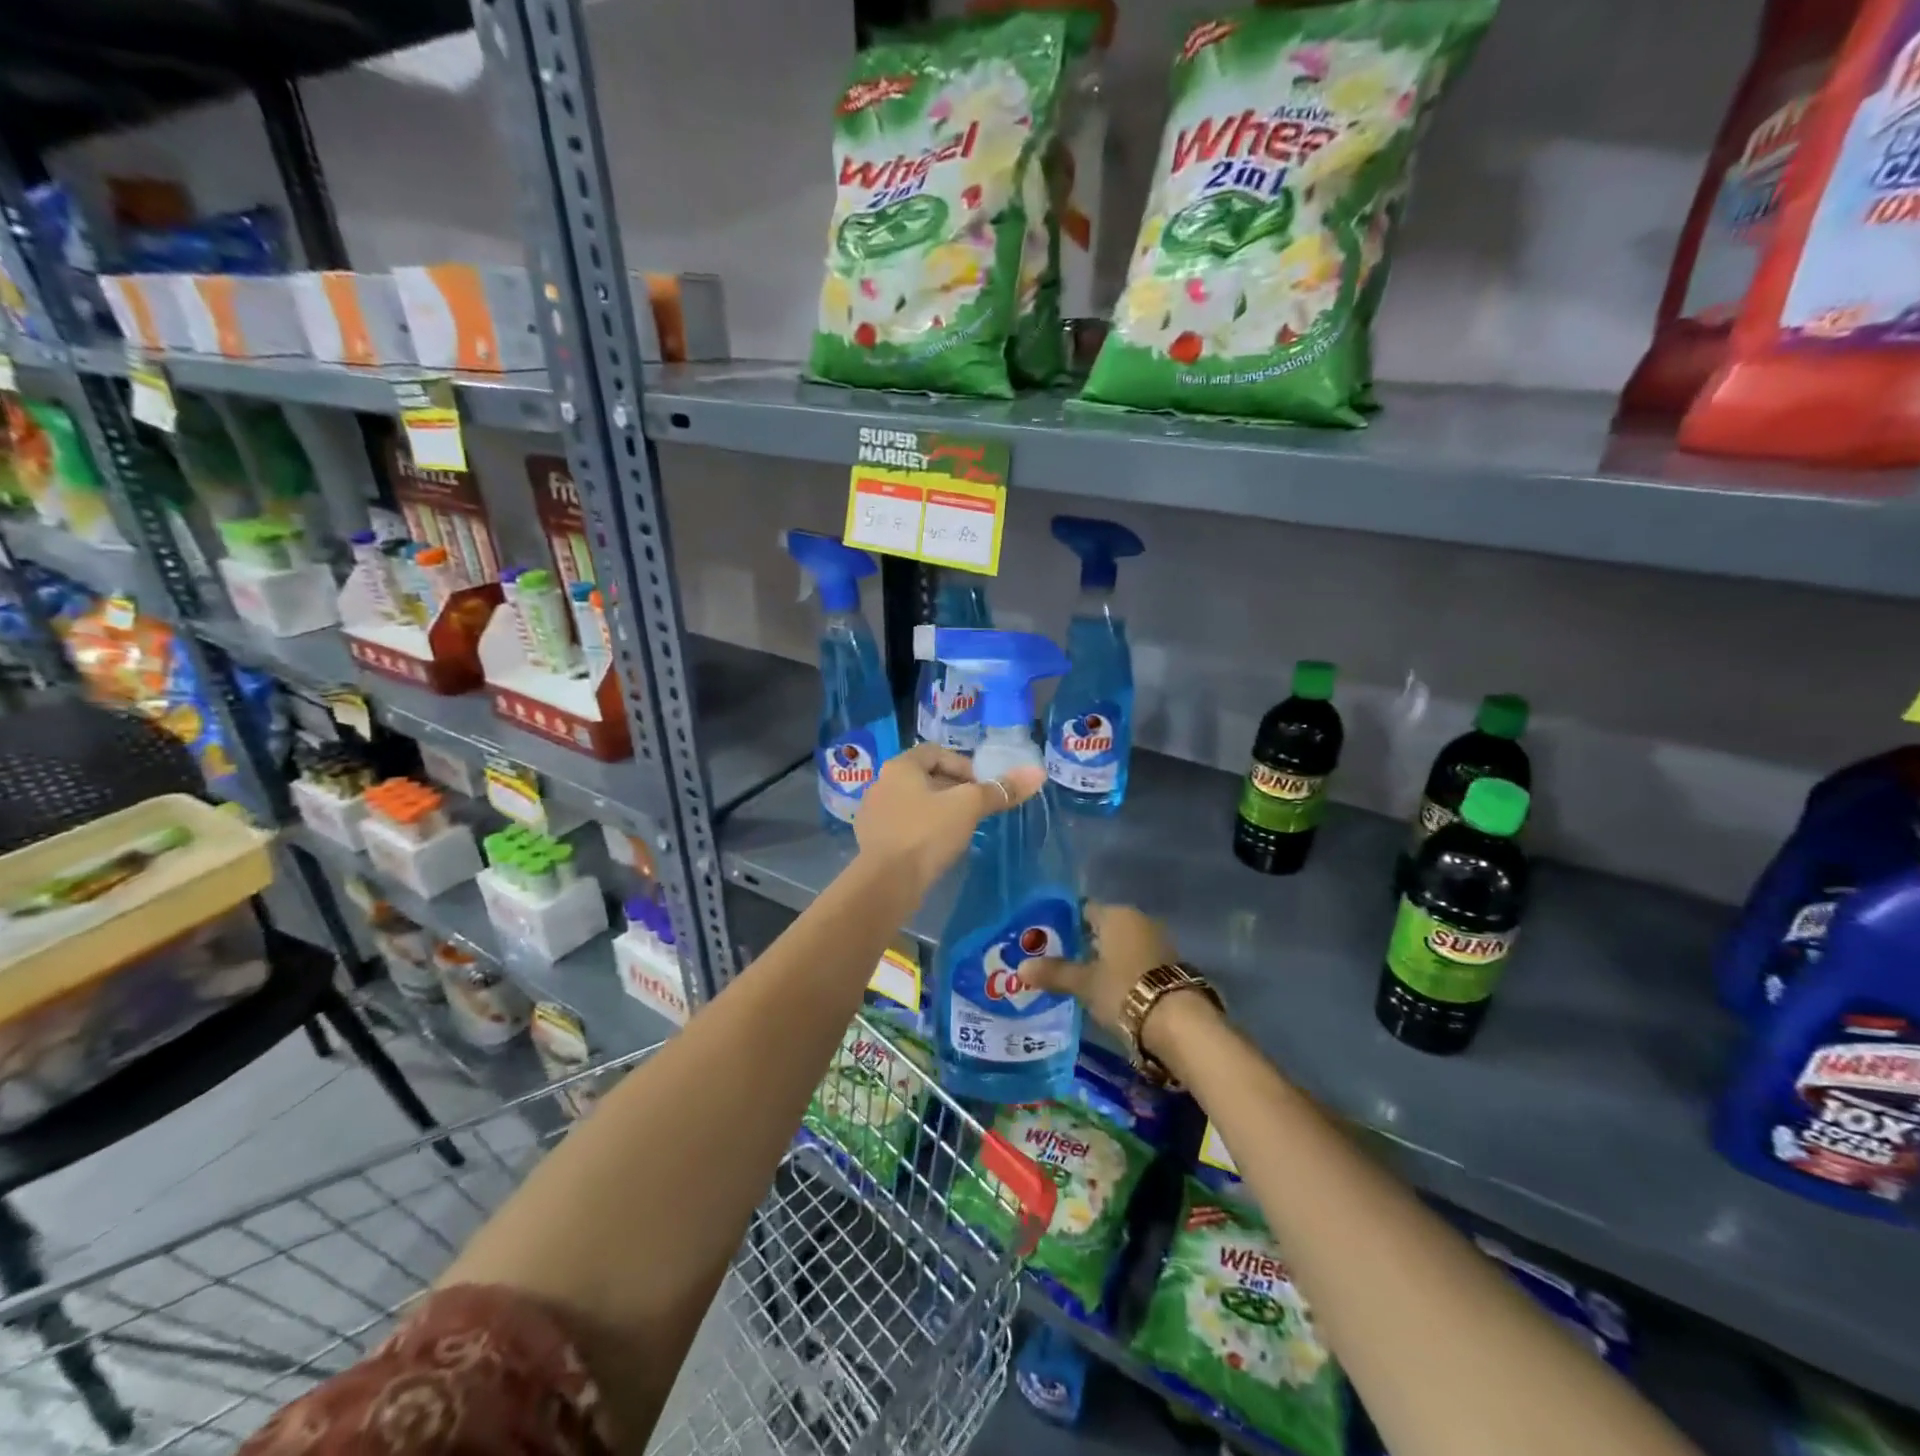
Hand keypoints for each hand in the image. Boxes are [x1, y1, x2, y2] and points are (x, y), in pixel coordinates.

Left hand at [854, 742, 1043, 897]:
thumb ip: (1001, 790)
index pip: (935, 752)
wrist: (885, 883)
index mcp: (900, 766)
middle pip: (925, 777)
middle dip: (953, 789)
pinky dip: (923, 832)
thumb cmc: (926, 834)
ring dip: (938, 812)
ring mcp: (874, 815)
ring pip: (914, 804)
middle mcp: (882, 784)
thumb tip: (1037, 773)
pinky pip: (904, 828)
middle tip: (976, 809)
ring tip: (961, 830)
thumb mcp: (968, 807)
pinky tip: (937, 850)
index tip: (981, 788)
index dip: (963, 765)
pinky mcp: (873, 842)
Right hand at [1023, 904, 1213, 1059]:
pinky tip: (1110, 990)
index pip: (1083, 910)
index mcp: (1116, 914)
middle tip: (1059, 963)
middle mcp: (1139, 920)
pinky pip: (1137, 961)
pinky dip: (1123, 971)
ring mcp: (1158, 942)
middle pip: (1103, 927)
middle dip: (1083, 943)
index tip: (1047, 941)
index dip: (1064, 924)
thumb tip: (1021, 968)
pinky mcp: (1170, 965)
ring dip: (1105, 959)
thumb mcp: (1084, 983)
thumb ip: (1054, 973)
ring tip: (1082, 980)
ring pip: (1121, 945)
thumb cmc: (1123, 989)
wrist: (1178, 1021)